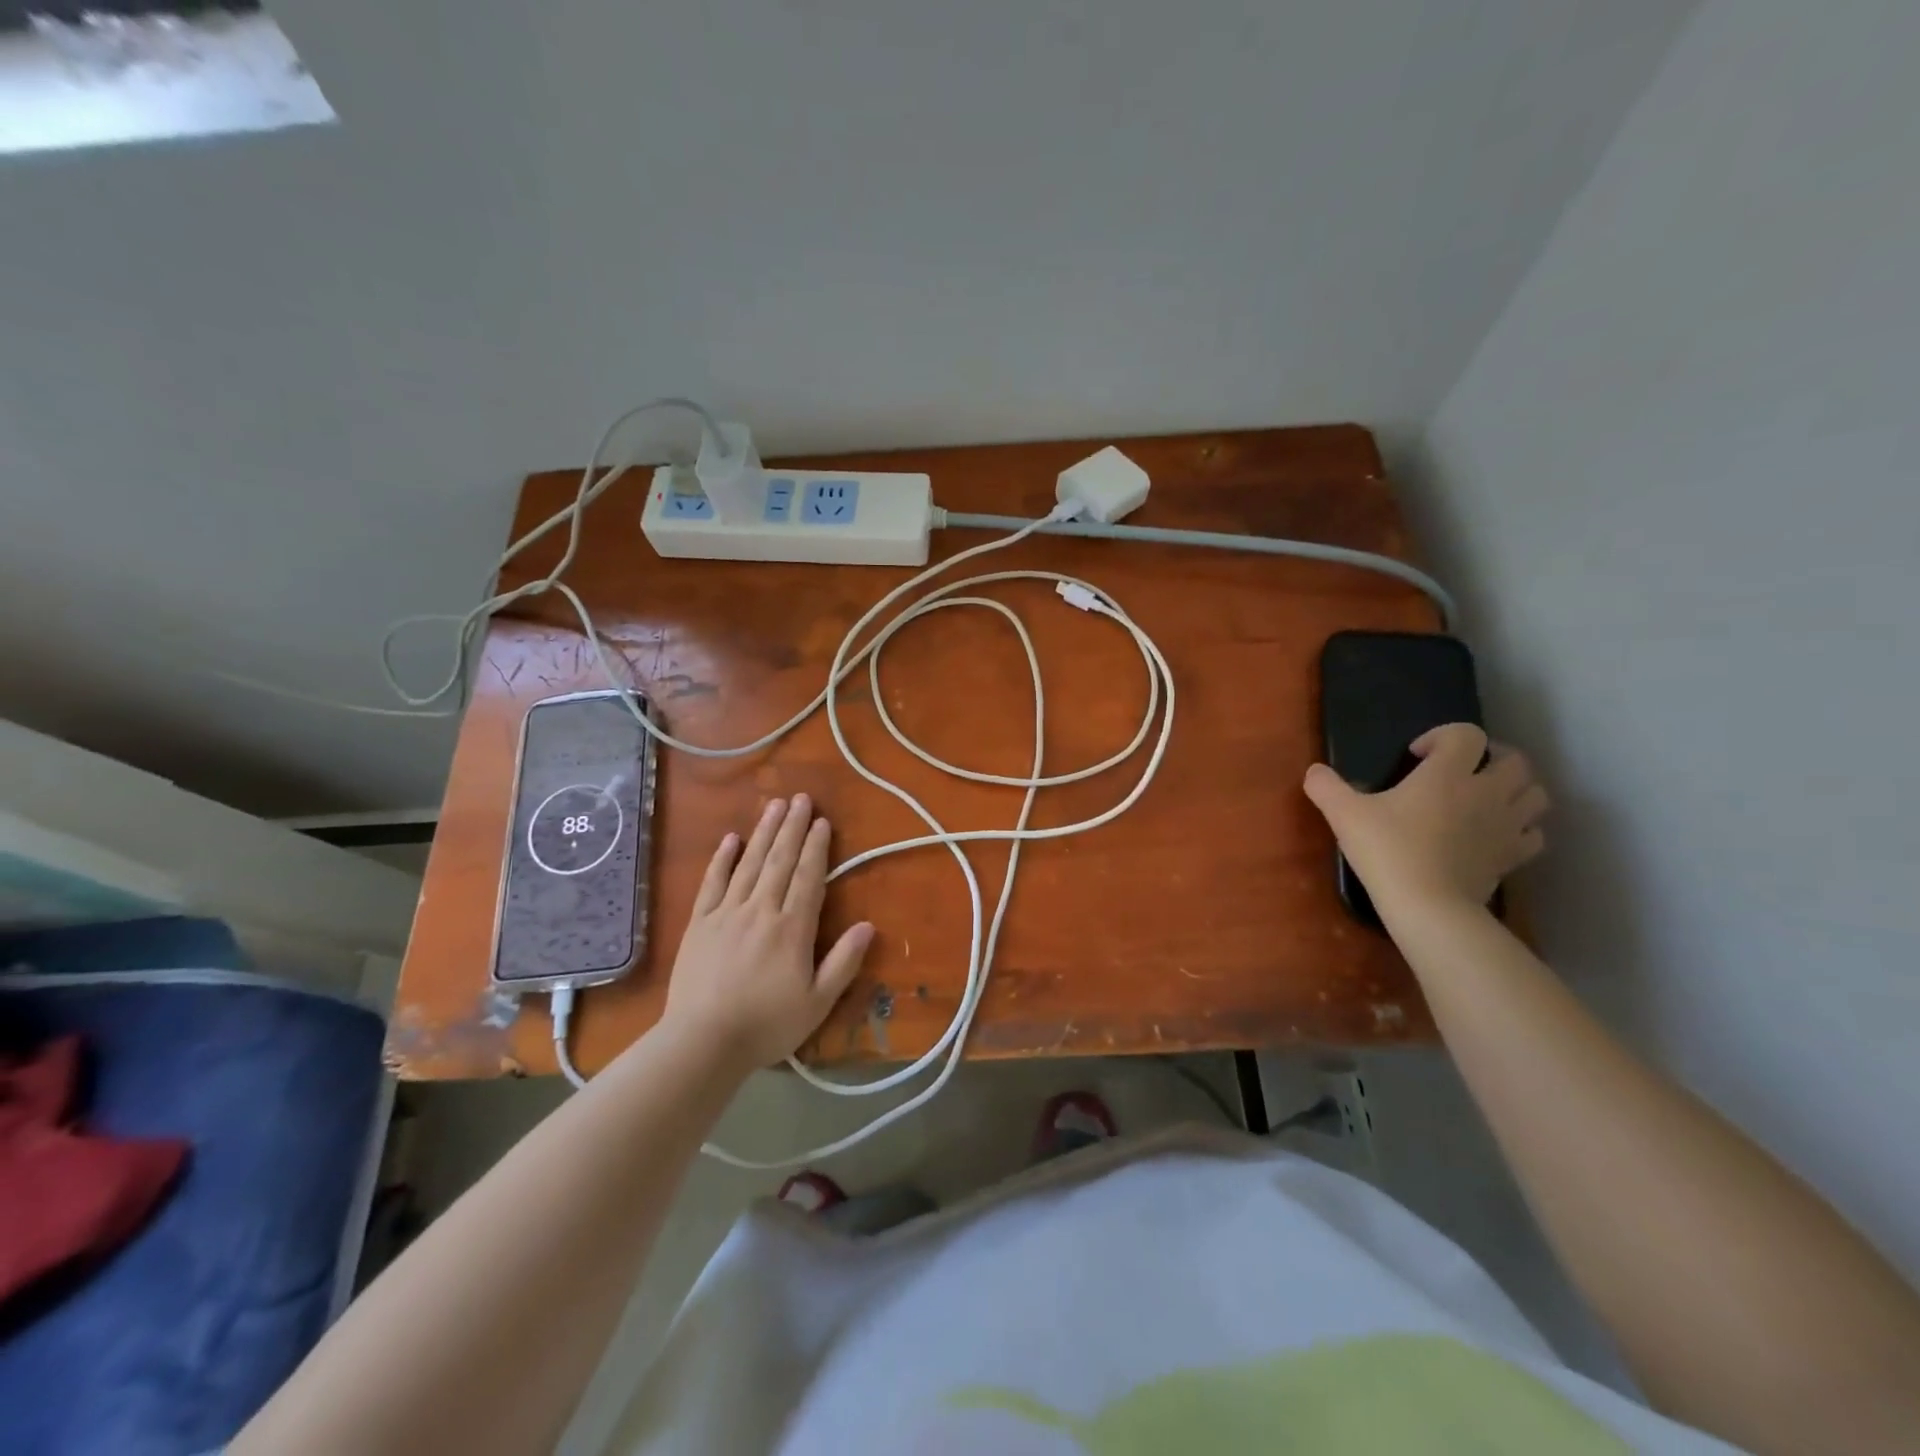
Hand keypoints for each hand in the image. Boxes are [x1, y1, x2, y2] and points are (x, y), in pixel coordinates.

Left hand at [662, 795, 874, 1072]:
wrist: (702, 1042)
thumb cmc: (766, 1025)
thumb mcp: (817, 1003)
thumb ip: (843, 962)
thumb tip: (868, 925)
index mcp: (792, 928)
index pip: (808, 877)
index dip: (817, 848)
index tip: (823, 822)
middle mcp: (761, 910)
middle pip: (780, 861)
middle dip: (793, 828)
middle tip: (801, 798)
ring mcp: (726, 913)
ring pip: (750, 864)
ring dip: (764, 832)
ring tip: (775, 805)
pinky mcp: (699, 923)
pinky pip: (712, 883)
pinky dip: (722, 859)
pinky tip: (731, 839)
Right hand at [1302, 724, 1549, 914]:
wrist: (1427, 906)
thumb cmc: (1387, 851)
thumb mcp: (1344, 814)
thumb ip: (1326, 787)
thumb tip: (1314, 771)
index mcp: (1448, 774)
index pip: (1467, 734)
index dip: (1443, 736)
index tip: (1417, 756)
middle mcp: (1486, 792)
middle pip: (1516, 760)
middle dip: (1492, 758)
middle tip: (1462, 771)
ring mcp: (1505, 825)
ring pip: (1535, 794)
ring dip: (1515, 790)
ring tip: (1486, 799)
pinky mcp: (1513, 857)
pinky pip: (1534, 834)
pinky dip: (1521, 828)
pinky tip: (1496, 834)